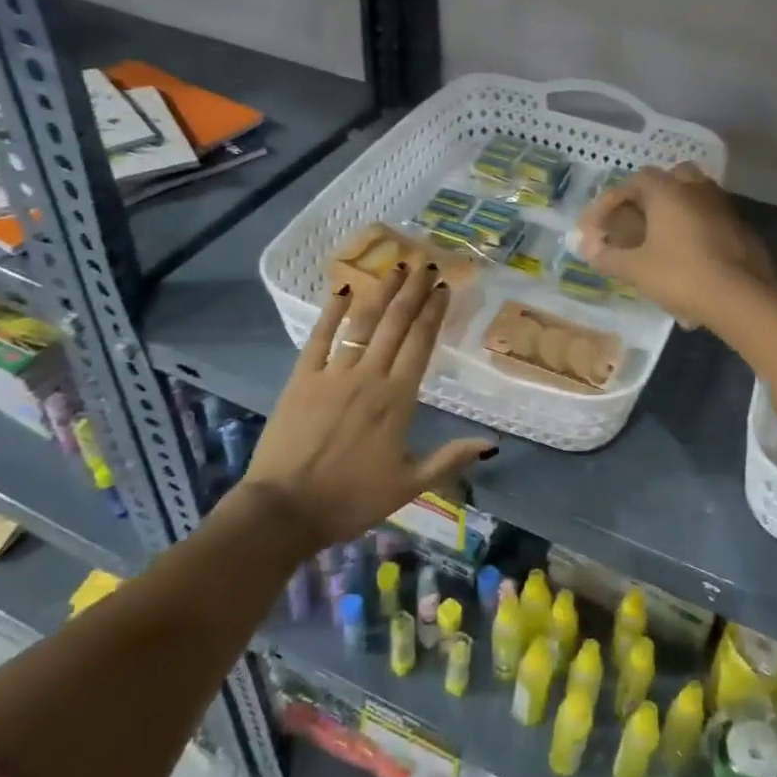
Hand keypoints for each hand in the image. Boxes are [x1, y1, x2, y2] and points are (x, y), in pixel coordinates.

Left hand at [241, 265, 493, 552]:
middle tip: (426, 265)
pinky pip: (319, 337)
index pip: (420, 343)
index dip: (433, 312)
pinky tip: (344, 290)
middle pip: (395, 324)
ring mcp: (332, 374)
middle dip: (413, 291)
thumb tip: (491, 443)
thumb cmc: (350, 499)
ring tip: (396, 267)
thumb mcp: (408, 486)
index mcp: (397, 399)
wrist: (284, 511)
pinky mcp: (301, 378)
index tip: (443, 288)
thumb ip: (450, 459)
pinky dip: (332, 312)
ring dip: (381, 293)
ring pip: (362, 323)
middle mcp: (369, 376)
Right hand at [574, 163, 773, 329]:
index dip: (607, 204)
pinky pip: (708, 217)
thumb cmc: (681, 276)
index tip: (594, 229)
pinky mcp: (739, 227)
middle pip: (667, 179)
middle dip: (646, 197)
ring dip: (672, 210)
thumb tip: (588, 250)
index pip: (631, 183)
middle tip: (631, 221)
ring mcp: (722, 205)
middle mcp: (696, 188)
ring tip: (657, 237)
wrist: (740, 297)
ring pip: (692, 195)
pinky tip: (685, 254)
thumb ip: (608, 257)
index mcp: (668, 191)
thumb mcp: (636, 270)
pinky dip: (692, 227)